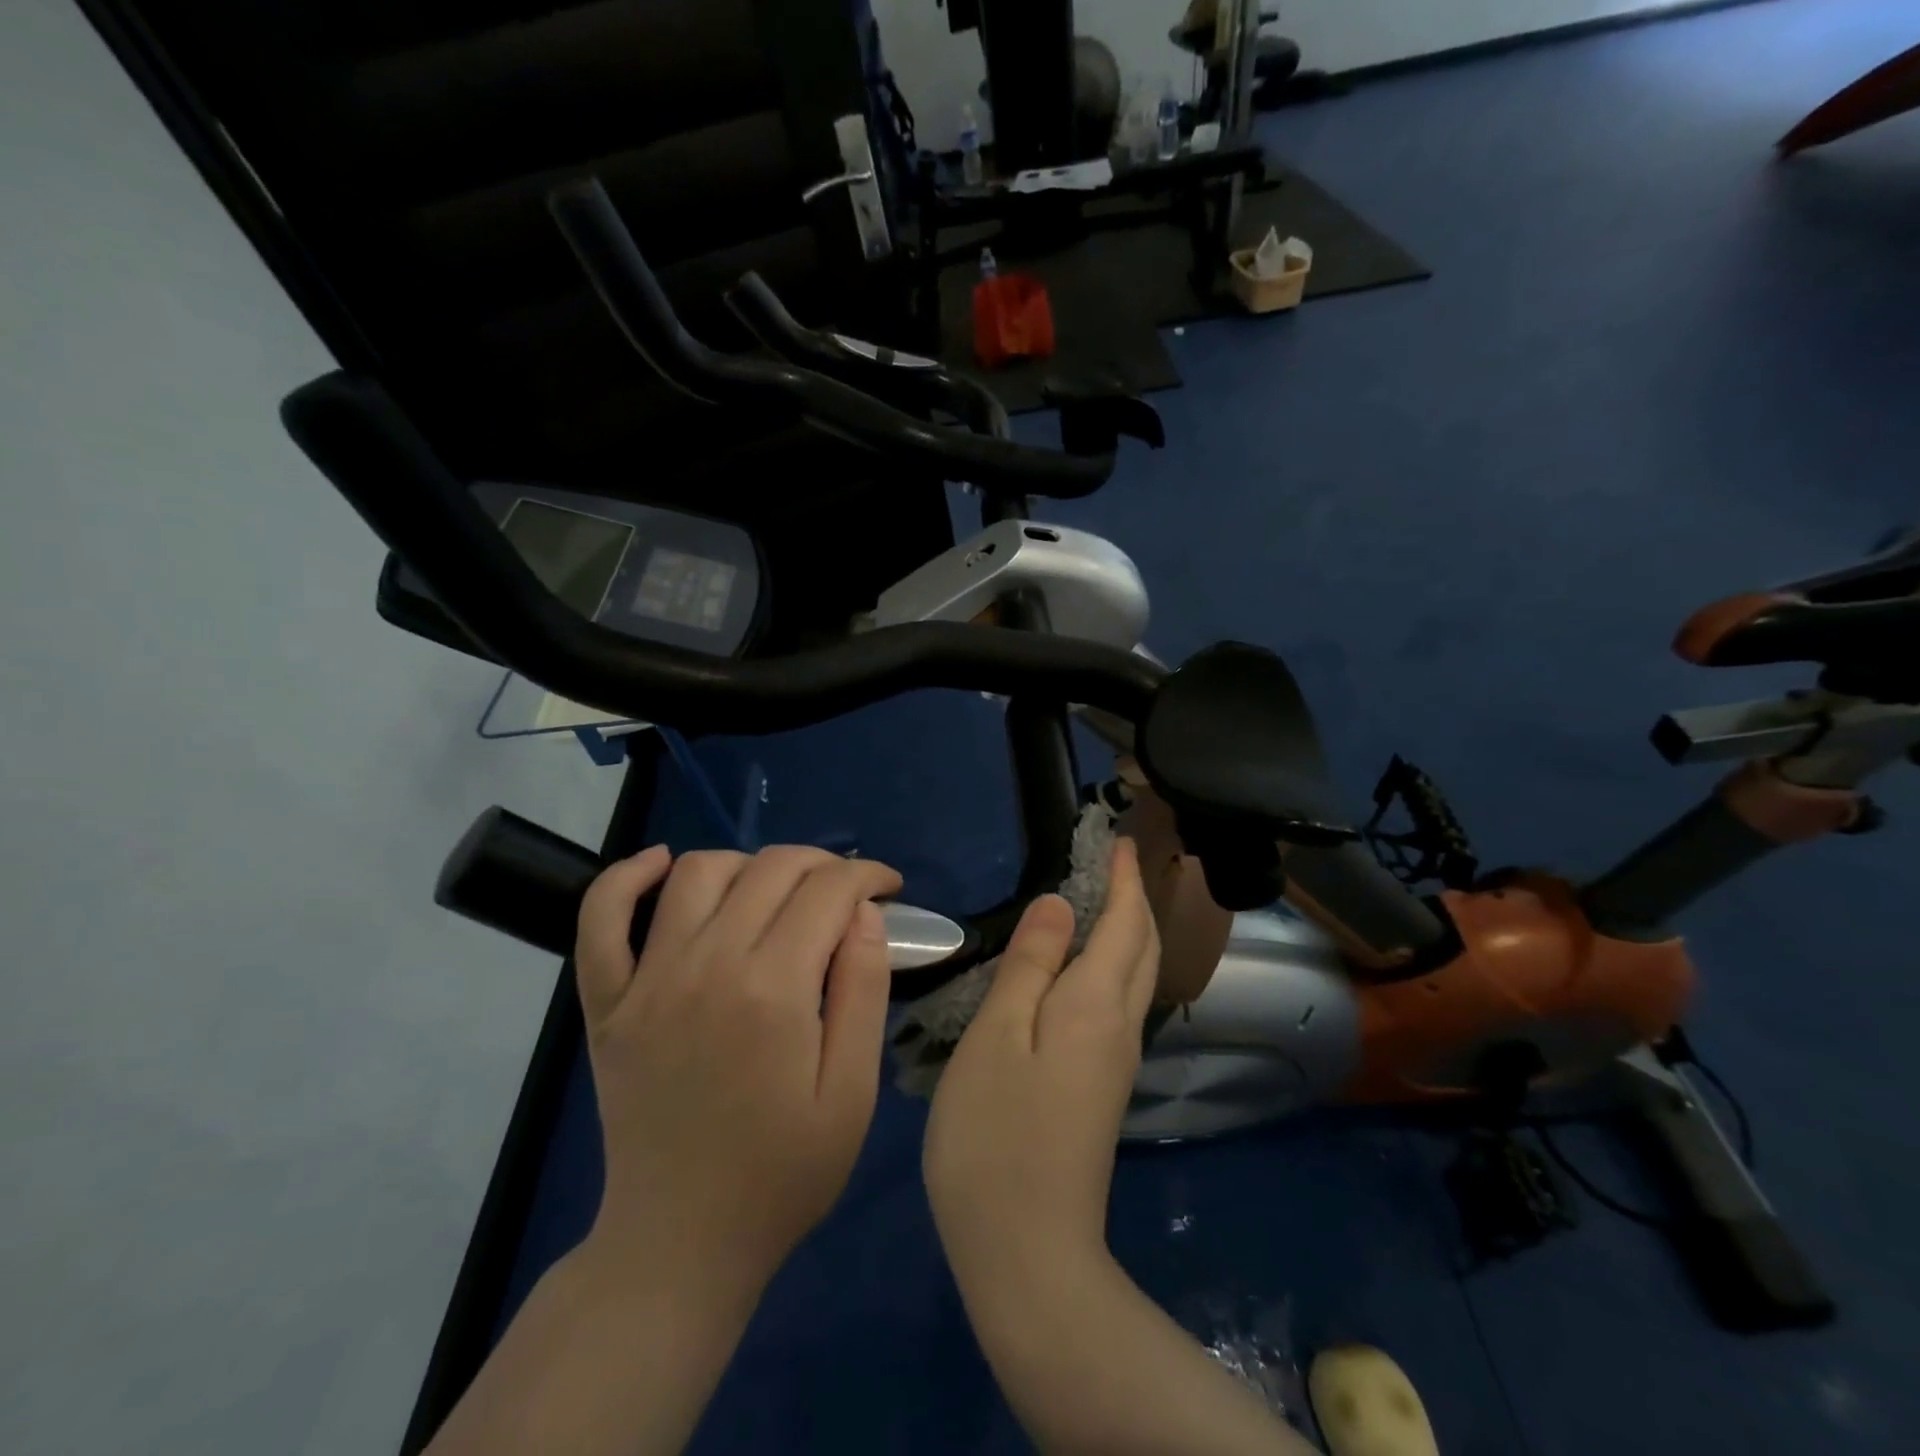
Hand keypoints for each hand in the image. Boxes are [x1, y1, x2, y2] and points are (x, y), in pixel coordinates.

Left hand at [574, 844, 903, 1288]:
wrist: (680, 1242)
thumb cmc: (782, 1174)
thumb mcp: (852, 1094)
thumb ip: (864, 991)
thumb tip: (865, 912)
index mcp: (773, 990)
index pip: (829, 889)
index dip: (868, 875)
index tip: (888, 888)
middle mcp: (707, 965)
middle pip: (771, 867)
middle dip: (823, 863)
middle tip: (845, 893)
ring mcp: (647, 980)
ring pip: (699, 872)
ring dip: (749, 864)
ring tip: (776, 893)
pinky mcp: (608, 1001)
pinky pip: (601, 917)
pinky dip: (626, 878)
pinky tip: (661, 866)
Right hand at [923, 838, 1158, 1274]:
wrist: (1027, 1253)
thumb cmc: (997, 1134)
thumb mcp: (998, 1035)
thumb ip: (1031, 965)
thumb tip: (1060, 904)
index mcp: (1096, 1004)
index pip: (1125, 923)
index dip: (1124, 879)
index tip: (1119, 840)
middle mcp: (1119, 1027)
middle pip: (1142, 949)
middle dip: (1136, 900)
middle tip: (1115, 863)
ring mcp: (1114, 1063)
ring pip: (1134, 978)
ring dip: (1128, 932)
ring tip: (1100, 902)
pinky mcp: (1101, 1089)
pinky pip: (1117, 1005)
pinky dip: (1111, 967)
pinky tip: (1081, 972)